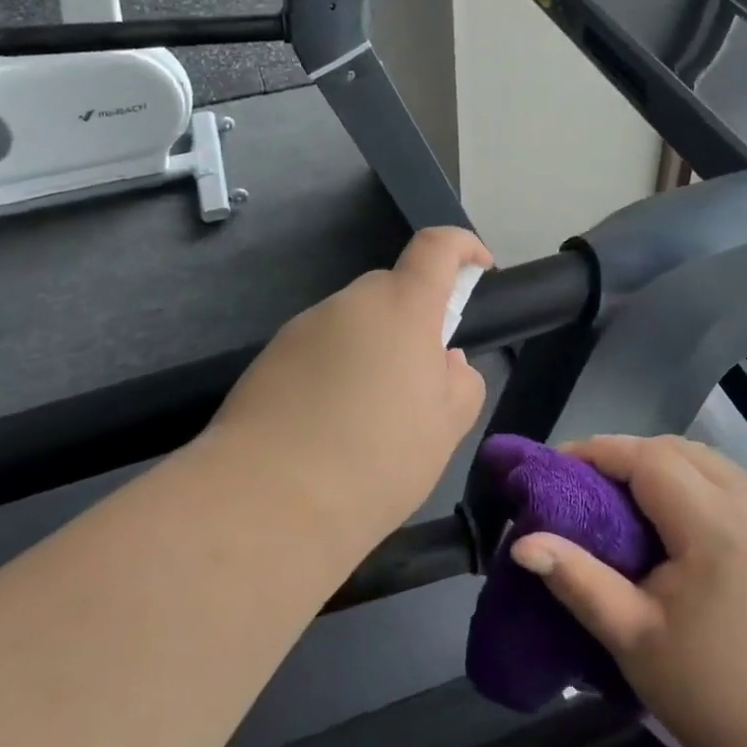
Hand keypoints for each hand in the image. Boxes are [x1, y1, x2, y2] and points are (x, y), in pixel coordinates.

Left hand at [209, 227, 492, 545]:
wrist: (267, 501)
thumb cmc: (376, 461)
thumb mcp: (445, 429)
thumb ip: (461, 383)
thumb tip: (445, 360)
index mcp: (402, 308)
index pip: (436, 246)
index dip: (463, 246)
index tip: (479, 268)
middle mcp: (350, 303)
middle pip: (392, 291)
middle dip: (415, 321)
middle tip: (420, 382)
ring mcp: (303, 327)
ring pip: (354, 323)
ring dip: (373, 351)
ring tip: (369, 418)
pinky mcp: (269, 356)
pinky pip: (319, 349)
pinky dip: (335, 371)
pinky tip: (328, 426)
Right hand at [511, 435, 746, 746]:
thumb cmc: (714, 693)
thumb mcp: (633, 638)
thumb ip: (577, 580)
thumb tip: (522, 544)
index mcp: (713, 525)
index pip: (647, 457)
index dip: (597, 451)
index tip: (555, 466)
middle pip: (674, 448)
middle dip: (623, 455)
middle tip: (582, 485)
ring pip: (701, 458)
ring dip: (655, 464)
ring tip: (618, 498)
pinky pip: (723, 479)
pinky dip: (685, 479)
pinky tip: (666, 516)